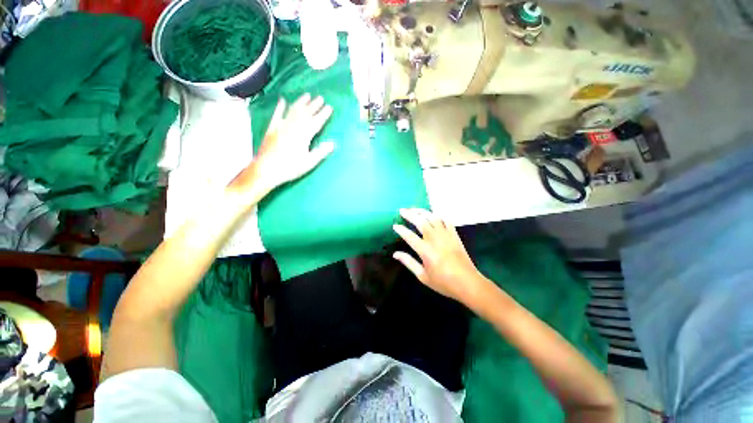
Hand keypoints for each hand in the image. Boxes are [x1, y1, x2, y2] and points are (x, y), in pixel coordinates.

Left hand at [228, 94, 333, 197]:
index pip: (316, 122)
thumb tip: (332, 143)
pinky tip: (283, 101)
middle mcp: (293, 127)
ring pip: (292, 111)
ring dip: (300, 102)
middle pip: (305, 113)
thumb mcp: (309, 162)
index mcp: (304, 135)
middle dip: (314, 105)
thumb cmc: (290, 168)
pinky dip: (280, 107)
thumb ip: (321, 152)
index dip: (323, 114)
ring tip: (306, 95)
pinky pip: (277, 115)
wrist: (266, 169)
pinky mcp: (272, 129)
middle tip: (320, 98)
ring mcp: (281, 126)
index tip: (329, 107)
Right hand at [392, 208, 488, 304]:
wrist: (468, 283)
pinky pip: (446, 220)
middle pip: (420, 221)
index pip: (409, 236)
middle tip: (402, 210)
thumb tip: (395, 254)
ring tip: (414, 209)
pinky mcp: (454, 234)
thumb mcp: (422, 276)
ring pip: (432, 217)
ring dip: (422, 211)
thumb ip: (408, 262)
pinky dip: (438, 215)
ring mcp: (446, 235)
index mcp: (425, 250)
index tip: (395, 225)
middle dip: (410, 214)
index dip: (401, 230)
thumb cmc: (443, 282)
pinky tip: (433, 215)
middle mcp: (434, 239)